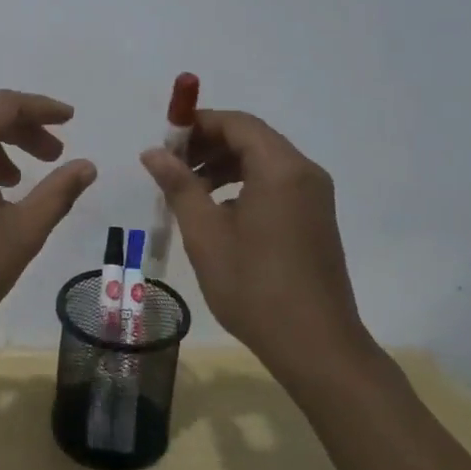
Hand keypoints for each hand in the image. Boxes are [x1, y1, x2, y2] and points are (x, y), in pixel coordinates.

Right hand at [141, 110, 371, 366]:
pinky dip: (245, 183)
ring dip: (225, 165)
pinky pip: (277, 183)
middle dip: (209, 144)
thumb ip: (179, 185)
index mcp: (280, 168)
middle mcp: (304, 172)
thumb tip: (153, 152)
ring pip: (264, 161)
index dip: (198, 124)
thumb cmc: (254, 286)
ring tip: (190, 189)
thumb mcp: (206, 234)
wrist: (316, 346)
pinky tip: (219, 212)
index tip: (165, 142)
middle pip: (252, 138)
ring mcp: (315, 196)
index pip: (237, 123)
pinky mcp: (316, 218)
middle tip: (172, 166)